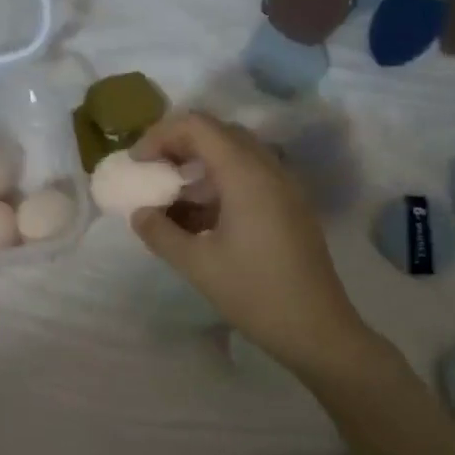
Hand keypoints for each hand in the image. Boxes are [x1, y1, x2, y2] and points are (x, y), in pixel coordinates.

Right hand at [131, 112, 383, 382]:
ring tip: (171, 201)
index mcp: (245, 173)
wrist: (317, 329)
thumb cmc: (254, 293)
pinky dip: (220, 186)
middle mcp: (268, 168)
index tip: (138, 165)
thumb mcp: (197, 264)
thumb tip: (140, 213)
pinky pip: (250, 178)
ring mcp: (284, 186)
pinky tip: (200, 220)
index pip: (197, 126)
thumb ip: (160, 233)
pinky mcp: (290, 206)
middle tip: (152, 175)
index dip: (160, 135)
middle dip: (178, 147)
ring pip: (235, 156)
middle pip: (217, 133)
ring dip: (199, 168)